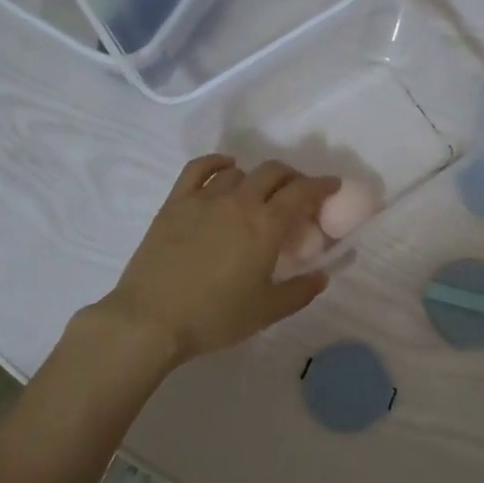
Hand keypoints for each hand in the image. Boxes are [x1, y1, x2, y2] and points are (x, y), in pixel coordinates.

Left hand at [95, 156, 339, 365]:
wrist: (151, 320)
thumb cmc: (214, 317)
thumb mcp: (266, 311)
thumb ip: (300, 291)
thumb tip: (322, 276)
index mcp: (266, 225)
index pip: (302, 192)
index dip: (322, 186)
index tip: (332, 186)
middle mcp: (239, 201)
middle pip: (273, 173)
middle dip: (293, 178)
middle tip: (298, 194)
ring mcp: (205, 198)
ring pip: (240, 172)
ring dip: (257, 178)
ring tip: (259, 194)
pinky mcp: (176, 202)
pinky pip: (199, 168)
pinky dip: (217, 162)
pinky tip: (226, 167)